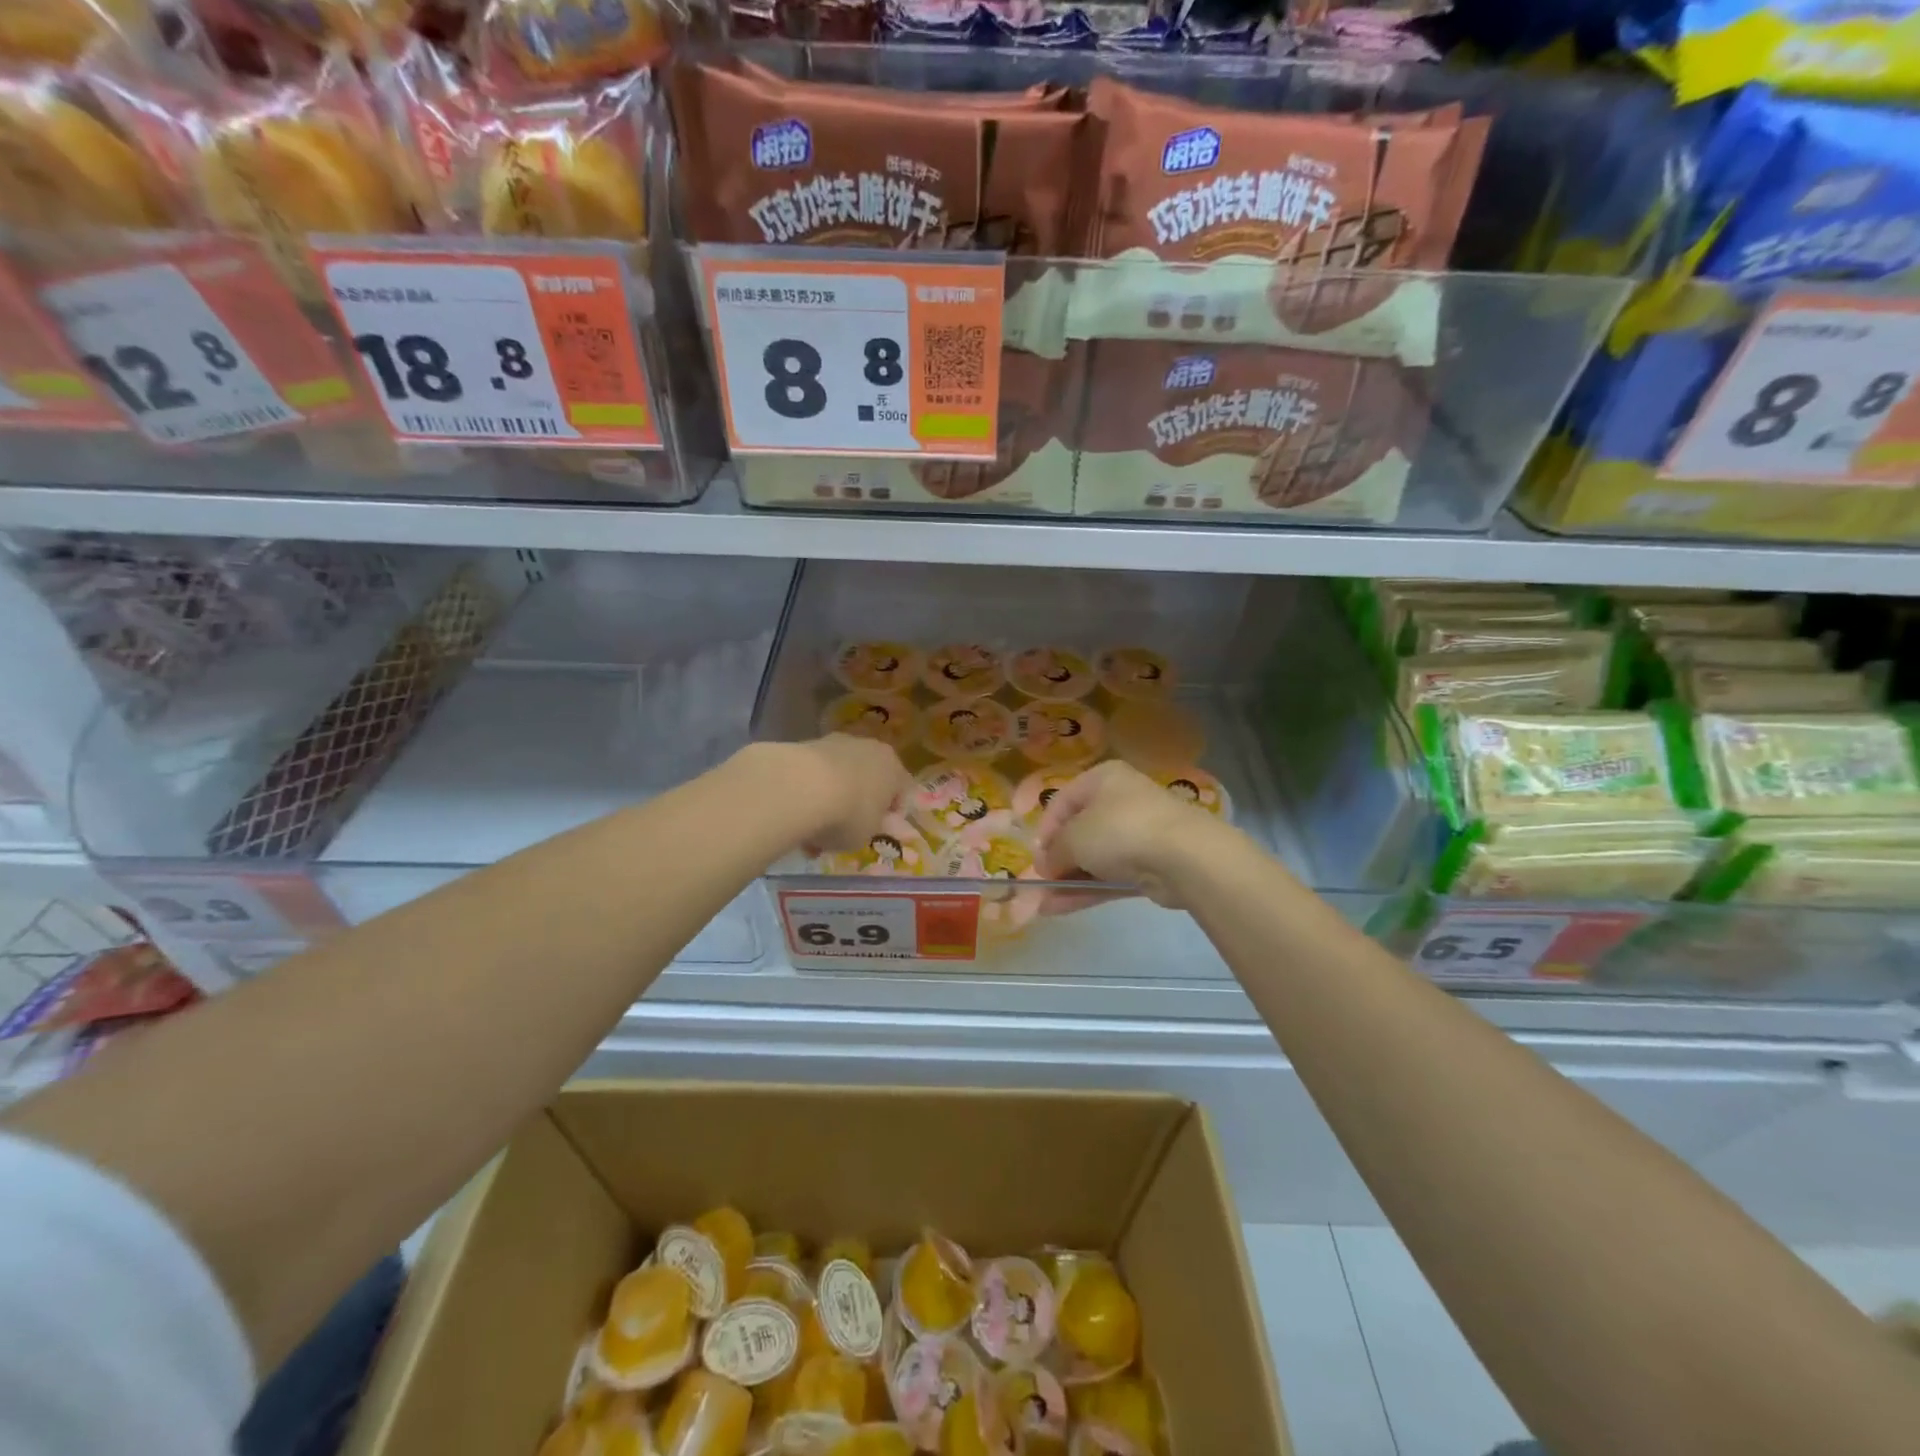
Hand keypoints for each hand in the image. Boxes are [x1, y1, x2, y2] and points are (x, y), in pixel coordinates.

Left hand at [782, 735, 911, 852]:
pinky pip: (817, 772)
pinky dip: (811, 790)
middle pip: (870, 778)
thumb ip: (870, 827)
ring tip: (815, 826)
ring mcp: (838, 742)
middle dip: (860, 801)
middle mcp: (871, 748)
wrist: (802, 788)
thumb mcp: (867, 835)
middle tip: (847, 827)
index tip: (878, 831)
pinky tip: (799, 813)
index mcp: (894, 768)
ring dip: (833, 796)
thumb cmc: (849, 815)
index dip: (892, 813)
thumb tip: (866, 823)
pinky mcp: (808, 743)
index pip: (902, 791)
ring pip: (842, 774)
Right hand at [1034, 759, 1224, 907]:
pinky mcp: (1151, 865)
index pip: (1062, 801)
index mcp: (1102, 779)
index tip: (1034, 857)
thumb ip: (1053, 851)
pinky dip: (1087, 890)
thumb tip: (1045, 865)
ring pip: (1095, 858)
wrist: (1184, 857)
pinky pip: (1111, 876)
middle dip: (1057, 859)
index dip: (1044, 829)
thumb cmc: (1120, 830)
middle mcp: (1121, 800)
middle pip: (1079, 830)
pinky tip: (1060, 908)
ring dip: (1069, 879)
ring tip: (1042, 904)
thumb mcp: (1073, 837)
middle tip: (1039, 882)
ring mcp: (1139, 834)